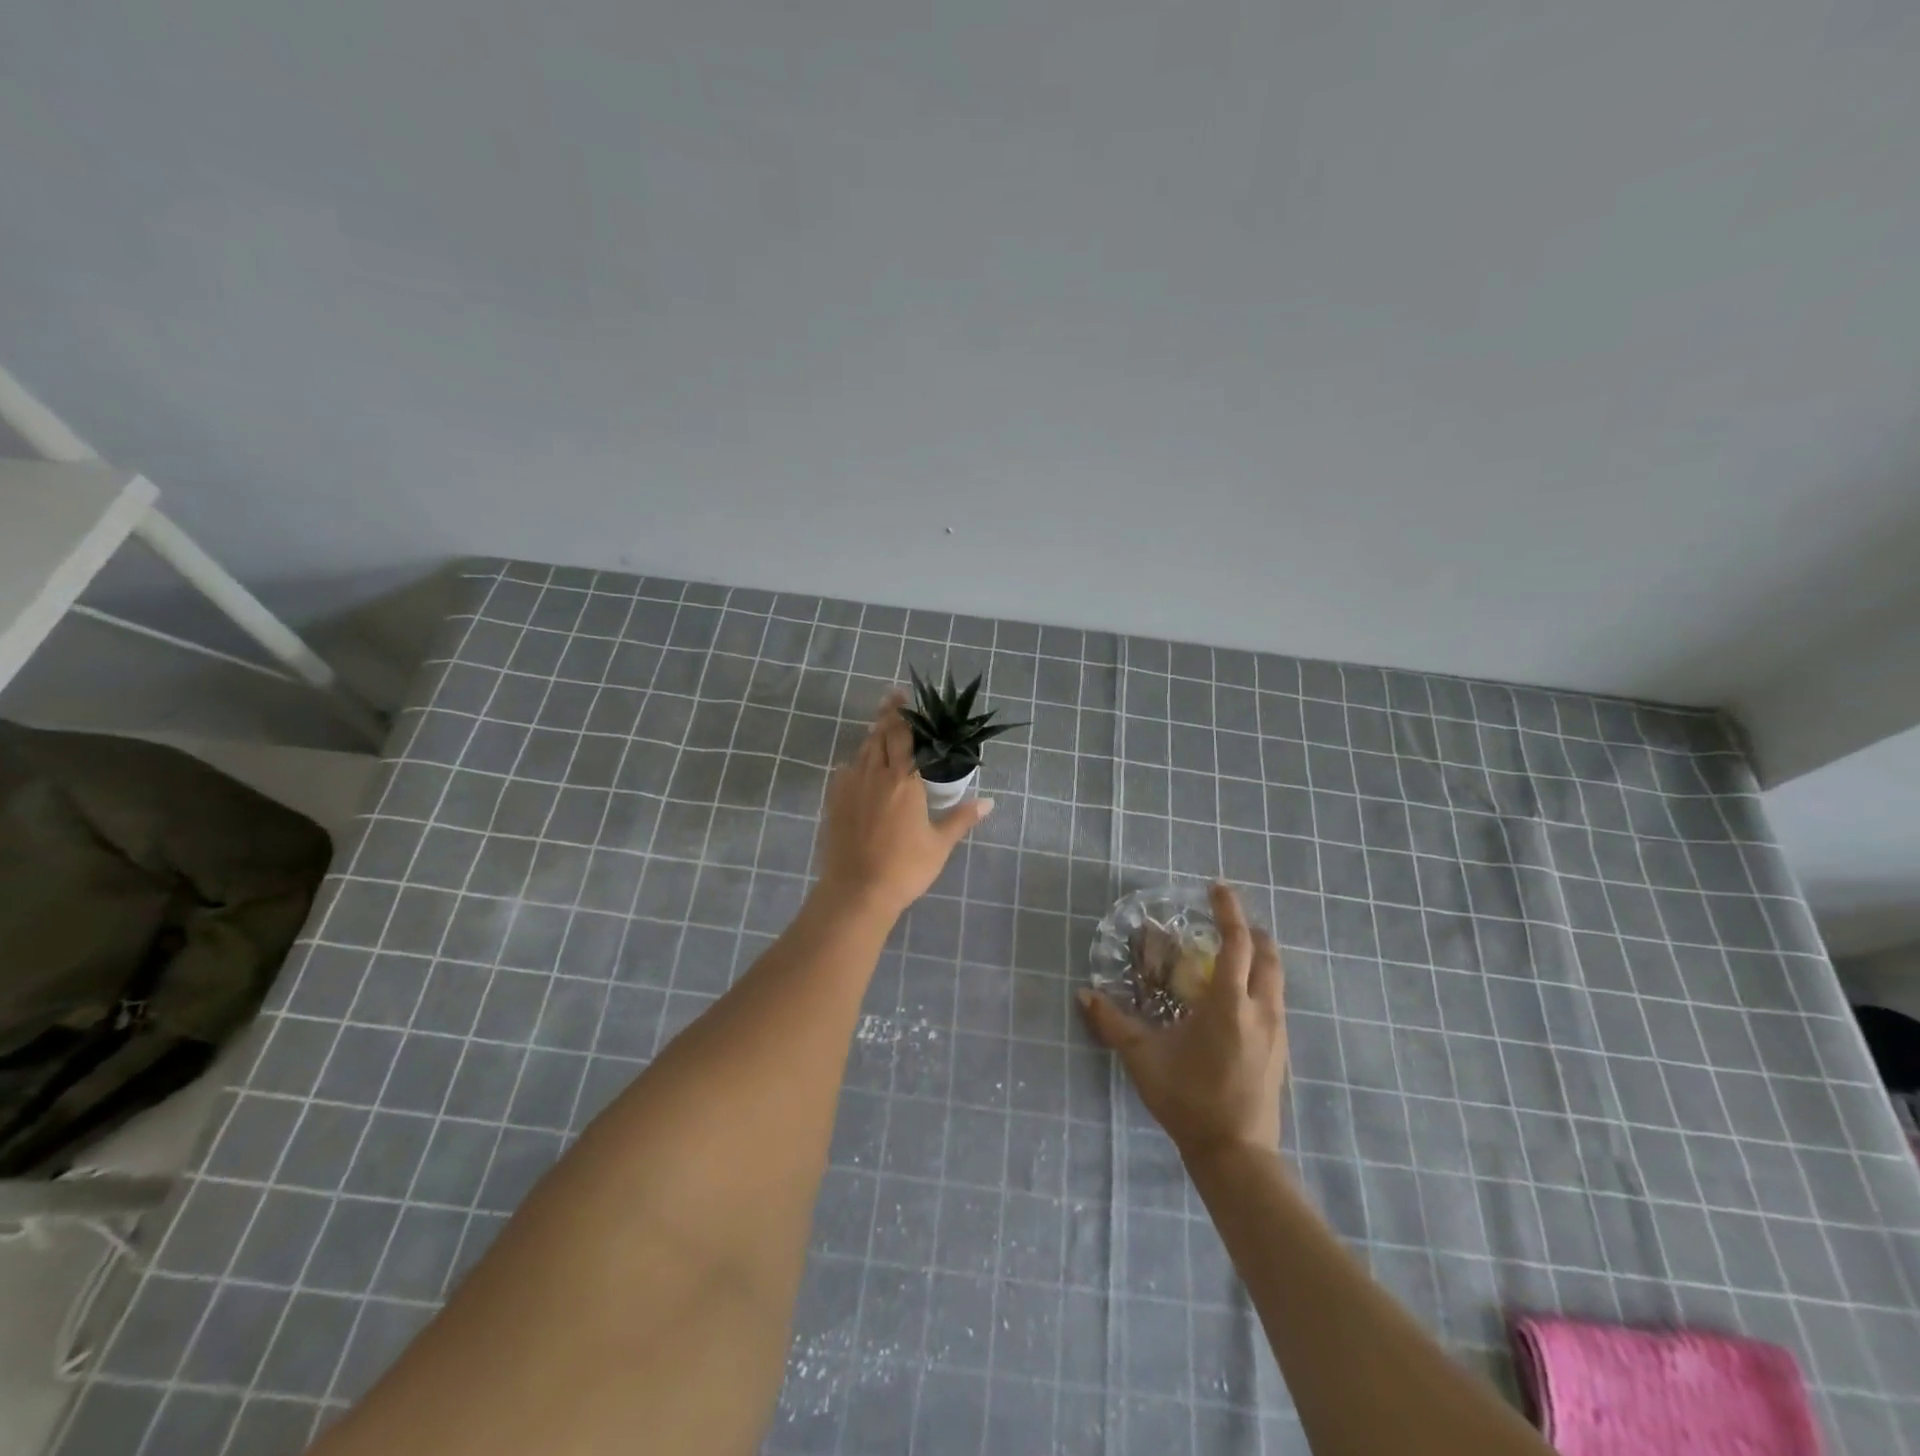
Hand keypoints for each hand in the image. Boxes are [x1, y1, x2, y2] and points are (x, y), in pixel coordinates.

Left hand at [815, 689, 992, 920]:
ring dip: (872, 737)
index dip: (904, 713)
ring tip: (879, 728)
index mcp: (904, 780)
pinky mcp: (834, 802)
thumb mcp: (939, 843)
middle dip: (887, 716)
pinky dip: (855, 762)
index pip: (903, 736)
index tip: (905, 695)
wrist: (857, 891)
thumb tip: (989, 802)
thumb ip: (962, 818)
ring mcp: (850, 787)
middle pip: (879, 735)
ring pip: (862, 751)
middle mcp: (875, 774)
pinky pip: (844, 772)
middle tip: (892, 699)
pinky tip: (857, 766)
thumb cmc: (905, 867)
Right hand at [1079, 883, 1287, 1161]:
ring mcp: (1276, 1032)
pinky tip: (1237, 998)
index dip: (1229, 911)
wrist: (1236, 1155)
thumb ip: (1113, 1023)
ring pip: (1276, 979)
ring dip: (1259, 957)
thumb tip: (1084, 995)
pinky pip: (1274, 1001)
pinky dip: (1260, 982)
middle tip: (1227, 919)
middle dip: (1251, 930)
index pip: (1236, 943)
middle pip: (1267, 955)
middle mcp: (1260, 1010)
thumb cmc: (1189, 1099)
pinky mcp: (1280, 1052)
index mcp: (1229, 1004)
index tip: (1218, 888)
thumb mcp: (1144, 1059)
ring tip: (1232, 953)